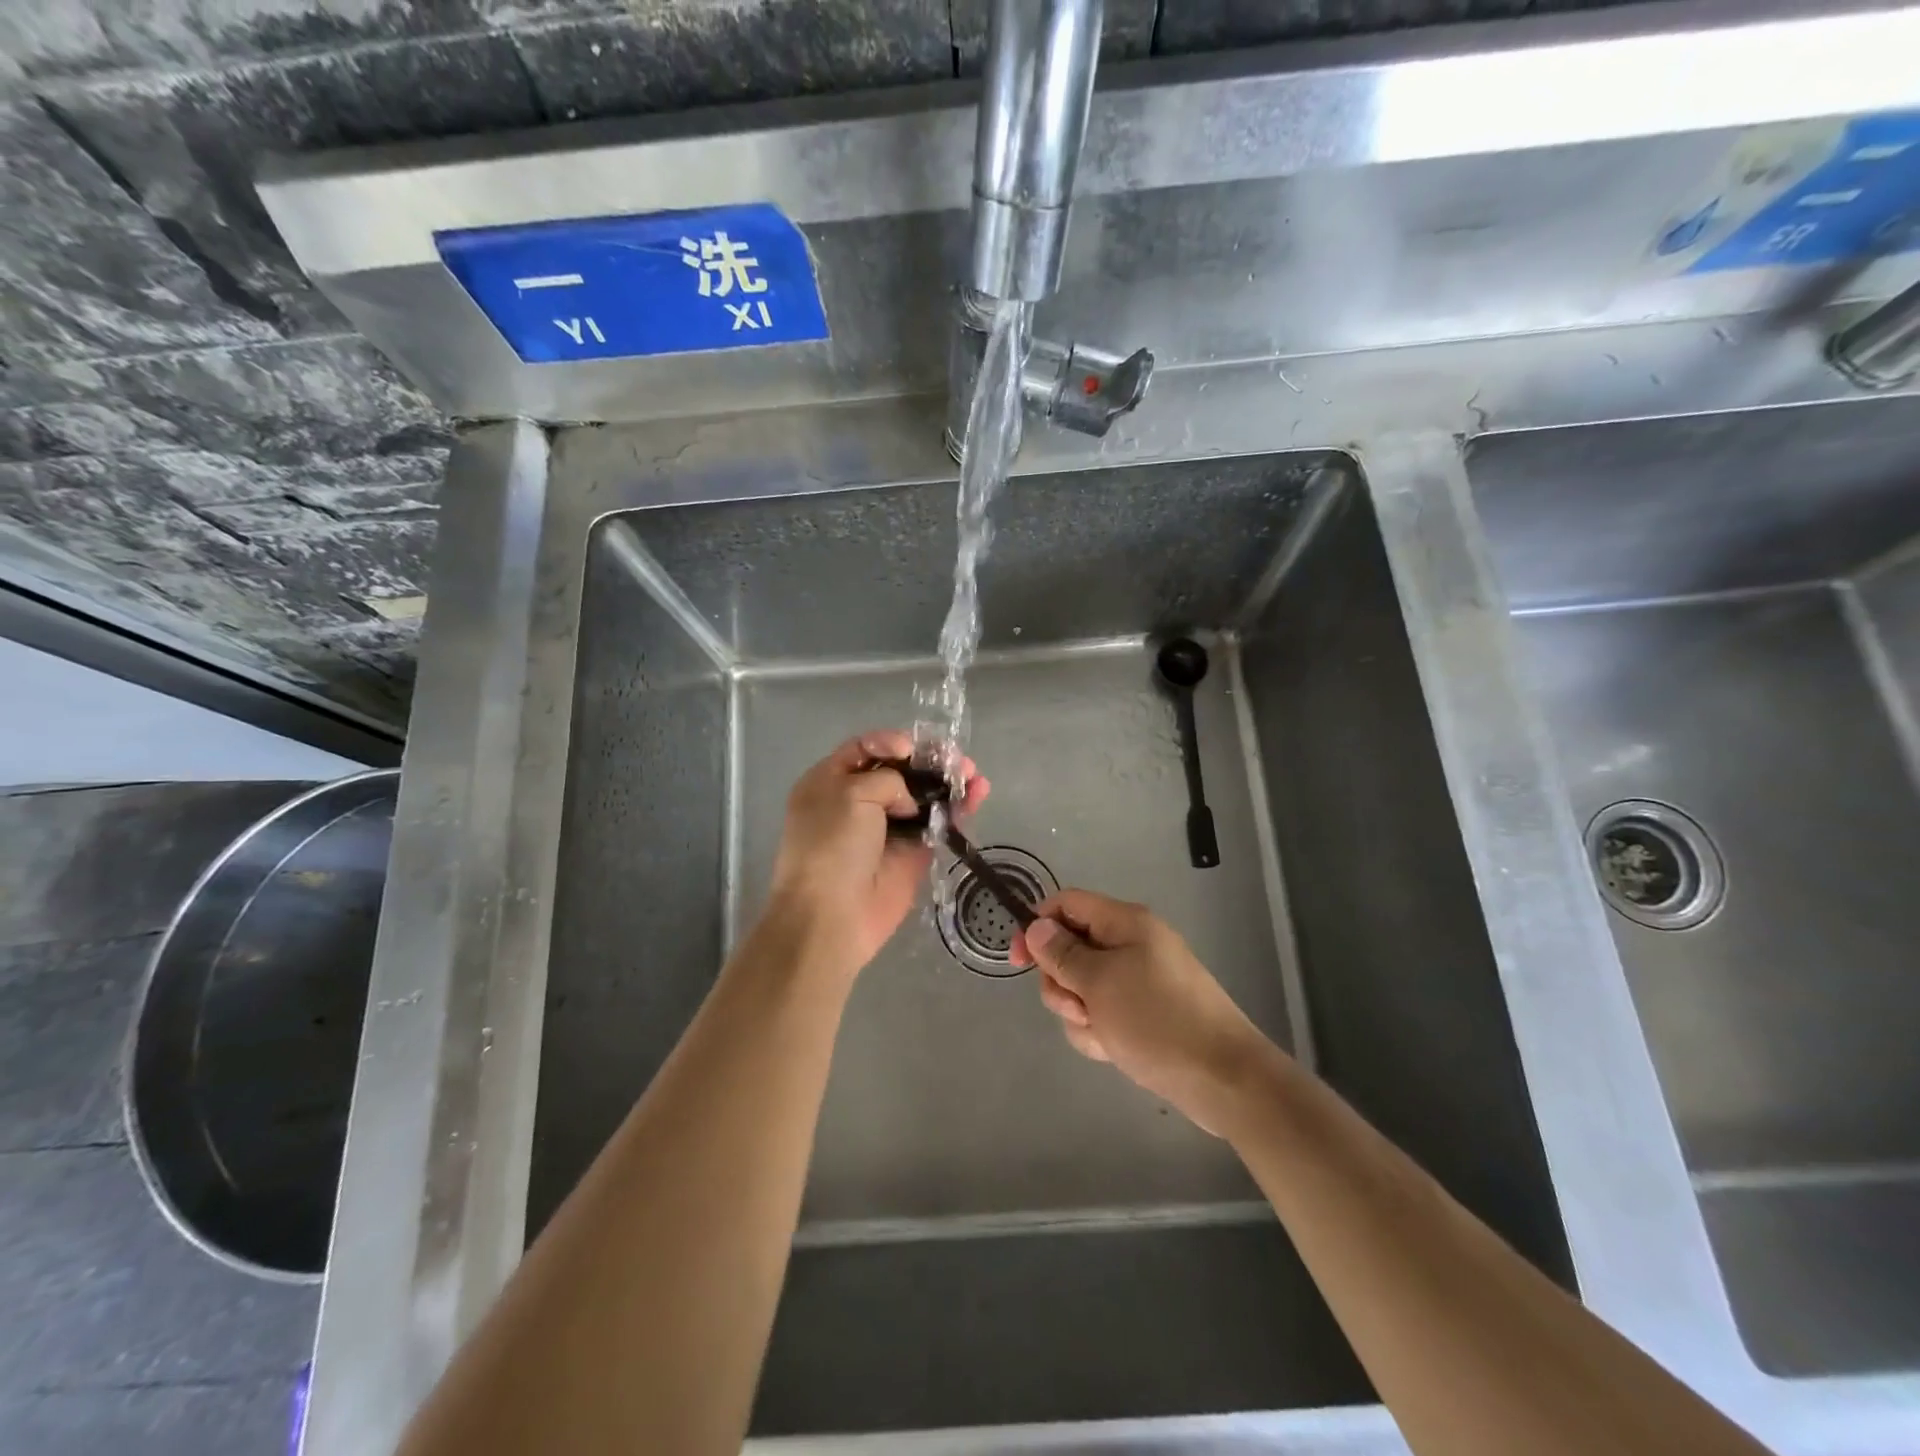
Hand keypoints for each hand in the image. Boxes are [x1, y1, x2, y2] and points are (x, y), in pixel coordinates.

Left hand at [767, 730, 988, 979]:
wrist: (832, 915)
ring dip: (950, 781)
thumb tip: (910, 801)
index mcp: (830, 781)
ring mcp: (889, 827)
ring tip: (973, 775)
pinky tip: (979, 793)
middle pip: (901, 770)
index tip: (912, 748)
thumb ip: (887, 780)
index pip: (865, 748)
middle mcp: (859, 801)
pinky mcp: (914, 852)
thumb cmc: (831, 845)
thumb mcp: (850, 794)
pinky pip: (940, 823)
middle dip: (930, 761)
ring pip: (925, 795)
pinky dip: (960, 808)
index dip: (891, 742)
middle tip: (956, 759)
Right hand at [1012, 889, 1275, 1134]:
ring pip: (1081, 988)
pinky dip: (1099, 1032)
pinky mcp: (1142, 1014)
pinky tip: (1114, 1050)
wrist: (1223, 1078)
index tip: (1018, 961)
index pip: (1067, 904)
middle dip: (1062, 983)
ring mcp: (1137, 981)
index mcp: (1125, 923)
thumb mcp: (1099, 983)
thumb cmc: (1157, 1020)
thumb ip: (1062, 954)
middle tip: (1079, 1007)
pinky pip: (1102, 1014)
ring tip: (1103, 1034)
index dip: (1038, 926)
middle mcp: (1130, 945)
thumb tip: (1036, 926)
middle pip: (1070, 949)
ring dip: (1080, 1014)